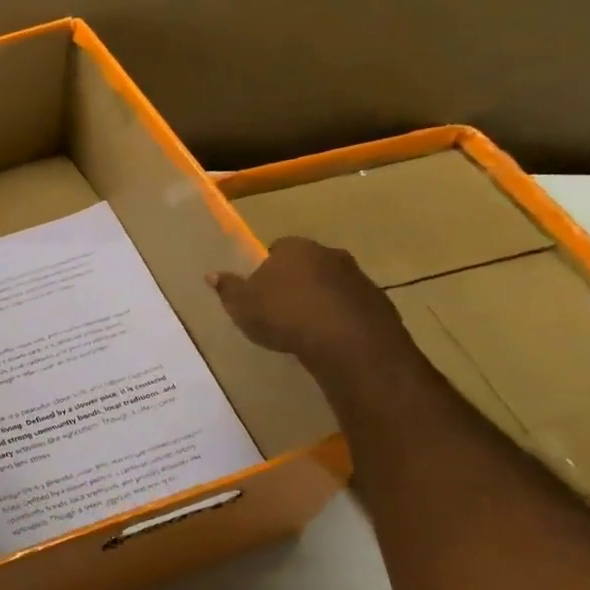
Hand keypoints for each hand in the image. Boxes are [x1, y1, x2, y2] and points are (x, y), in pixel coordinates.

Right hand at [207, 236, 410, 371]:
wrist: (347, 341)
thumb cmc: (284, 315)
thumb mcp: (242, 306)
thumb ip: (228, 289)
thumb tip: (211, 274)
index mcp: (294, 248)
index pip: (277, 248)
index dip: (268, 268)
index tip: (261, 290)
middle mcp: (329, 253)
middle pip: (308, 263)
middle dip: (297, 280)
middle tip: (282, 307)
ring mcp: (358, 277)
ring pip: (332, 283)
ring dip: (321, 298)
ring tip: (306, 327)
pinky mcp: (378, 302)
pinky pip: (351, 306)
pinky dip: (341, 317)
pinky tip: (329, 338)